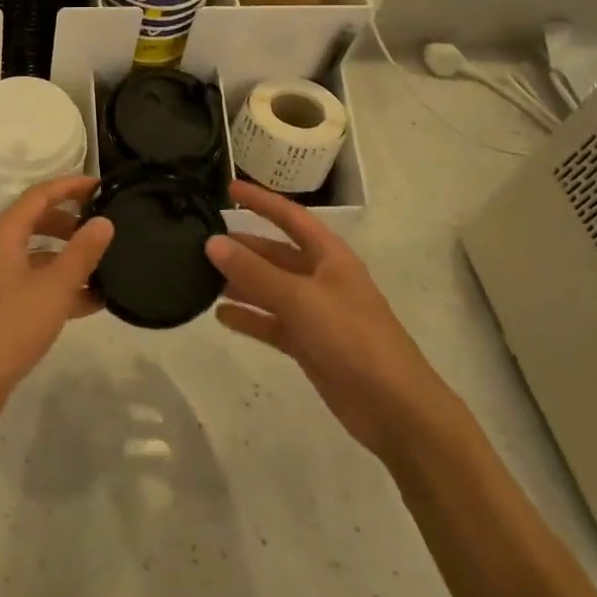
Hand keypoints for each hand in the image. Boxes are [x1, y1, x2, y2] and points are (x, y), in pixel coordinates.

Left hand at [0, 177, 113, 432]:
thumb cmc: (10, 326)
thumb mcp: (54, 288)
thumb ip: (82, 253)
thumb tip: (104, 221)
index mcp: (5, 234)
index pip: (40, 195)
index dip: (70, 186)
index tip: (101, 186)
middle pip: (37, 221)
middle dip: (71, 221)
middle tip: (104, 225)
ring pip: (39, 255)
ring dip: (69, 256)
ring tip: (105, 264)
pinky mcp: (1, 306)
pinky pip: (36, 283)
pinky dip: (61, 285)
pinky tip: (92, 301)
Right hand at [207, 179, 454, 461]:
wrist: (395, 408)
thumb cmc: (352, 338)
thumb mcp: (300, 298)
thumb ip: (254, 272)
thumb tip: (211, 242)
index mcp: (329, 256)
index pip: (290, 217)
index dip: (261, 201)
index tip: (228, 187)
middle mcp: (321, 279)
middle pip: (276, 254)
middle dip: (243, 247)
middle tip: (201, 241)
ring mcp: (315, 313)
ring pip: (270, 289)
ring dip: (241, 283)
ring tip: (201, 277)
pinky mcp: (309, 345)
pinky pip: (272, 323)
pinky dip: (249, 318)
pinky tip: (221, 316)